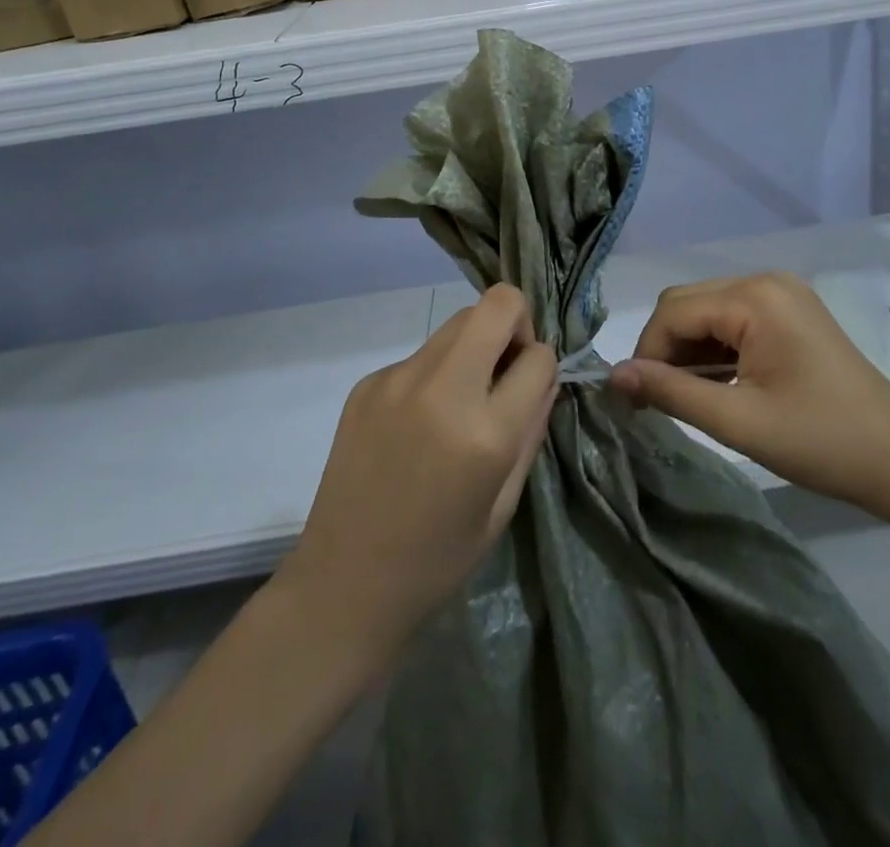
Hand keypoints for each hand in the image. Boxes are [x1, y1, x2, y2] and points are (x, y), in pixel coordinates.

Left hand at [280, 285, 555, 656]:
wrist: (344, 584)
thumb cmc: (438, 558)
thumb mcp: (504, 503)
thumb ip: (531, 428)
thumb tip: (544, 375)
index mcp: (484, 433)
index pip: (539, 356)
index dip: (543, 367)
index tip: (531, 389)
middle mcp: (441, 389)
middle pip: (496, 305)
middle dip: (515, 325)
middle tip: (505, 371)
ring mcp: (397, 379)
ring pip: (457, 322)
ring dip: (475, 345)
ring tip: (463, 399)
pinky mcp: (368, 382)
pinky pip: (422, 354)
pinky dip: (436, 372)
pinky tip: (419, 424)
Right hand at [610, 272, 889, 510]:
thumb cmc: (821, 441)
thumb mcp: (738, 421)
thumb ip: (671, 392)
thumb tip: (613, 375)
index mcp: (754, 297)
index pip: (674, 310)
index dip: (646, 352)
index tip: (634, 401)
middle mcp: (765, 280)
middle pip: (688, 303)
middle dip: (665, 349)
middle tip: (658, 401)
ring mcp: (781, 293)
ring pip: (708, 311)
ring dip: (689, 351)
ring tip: (688, 398)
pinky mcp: (790, 312)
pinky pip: (733, 320)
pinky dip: (715, 350)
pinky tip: (718, 384)